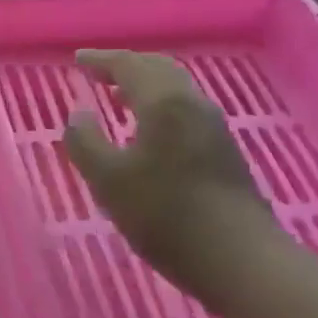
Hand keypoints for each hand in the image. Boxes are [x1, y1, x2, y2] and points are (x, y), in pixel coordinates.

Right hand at [62, 50, 274, 295]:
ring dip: (145, 84)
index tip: (78, 59)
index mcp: (163, 102)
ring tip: (119, 95)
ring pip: (175, 88)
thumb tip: (78, 116)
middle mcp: (192, 103)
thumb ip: (85, 142)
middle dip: (126, 65)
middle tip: (98, 71)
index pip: (128, 65)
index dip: (100, 60)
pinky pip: (185, 108)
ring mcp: (213, 126)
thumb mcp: (108, 180)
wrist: (240, 259)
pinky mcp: (224, 150)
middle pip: (157, 68)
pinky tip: (149, 128)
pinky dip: (160, 103)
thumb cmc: (165, 215)